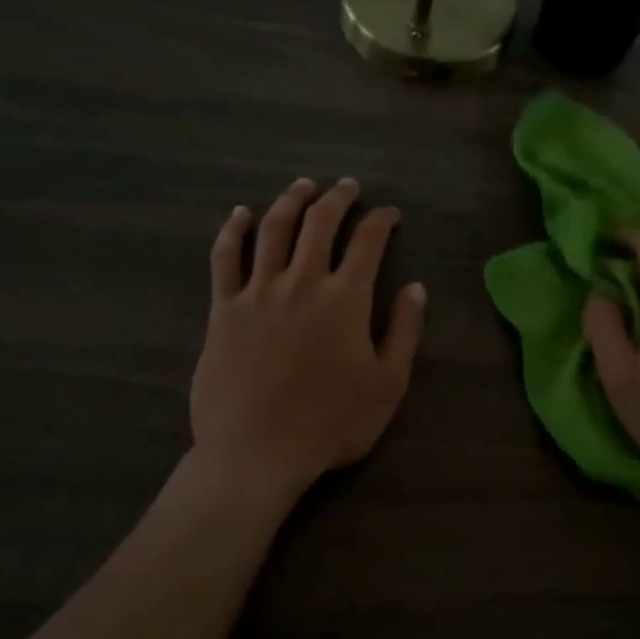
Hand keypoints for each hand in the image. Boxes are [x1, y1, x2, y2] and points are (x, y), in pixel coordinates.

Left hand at [191, 177, 425, 492]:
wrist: (256, 452)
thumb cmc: (331, 424)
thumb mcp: (388, 384)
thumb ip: (404, 331)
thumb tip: (416, 288)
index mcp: (345, 299)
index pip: (368, 242)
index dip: (381, 221)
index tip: (389, 213)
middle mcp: (302, 282)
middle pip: (320, 223)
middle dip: (337, 198)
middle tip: (347, 186)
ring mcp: (257, 292)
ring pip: (274, 229)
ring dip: (290, 201)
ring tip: (302, 186)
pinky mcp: (223, 309)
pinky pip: (225, 258)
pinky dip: (233, 231)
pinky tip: (240, 214)